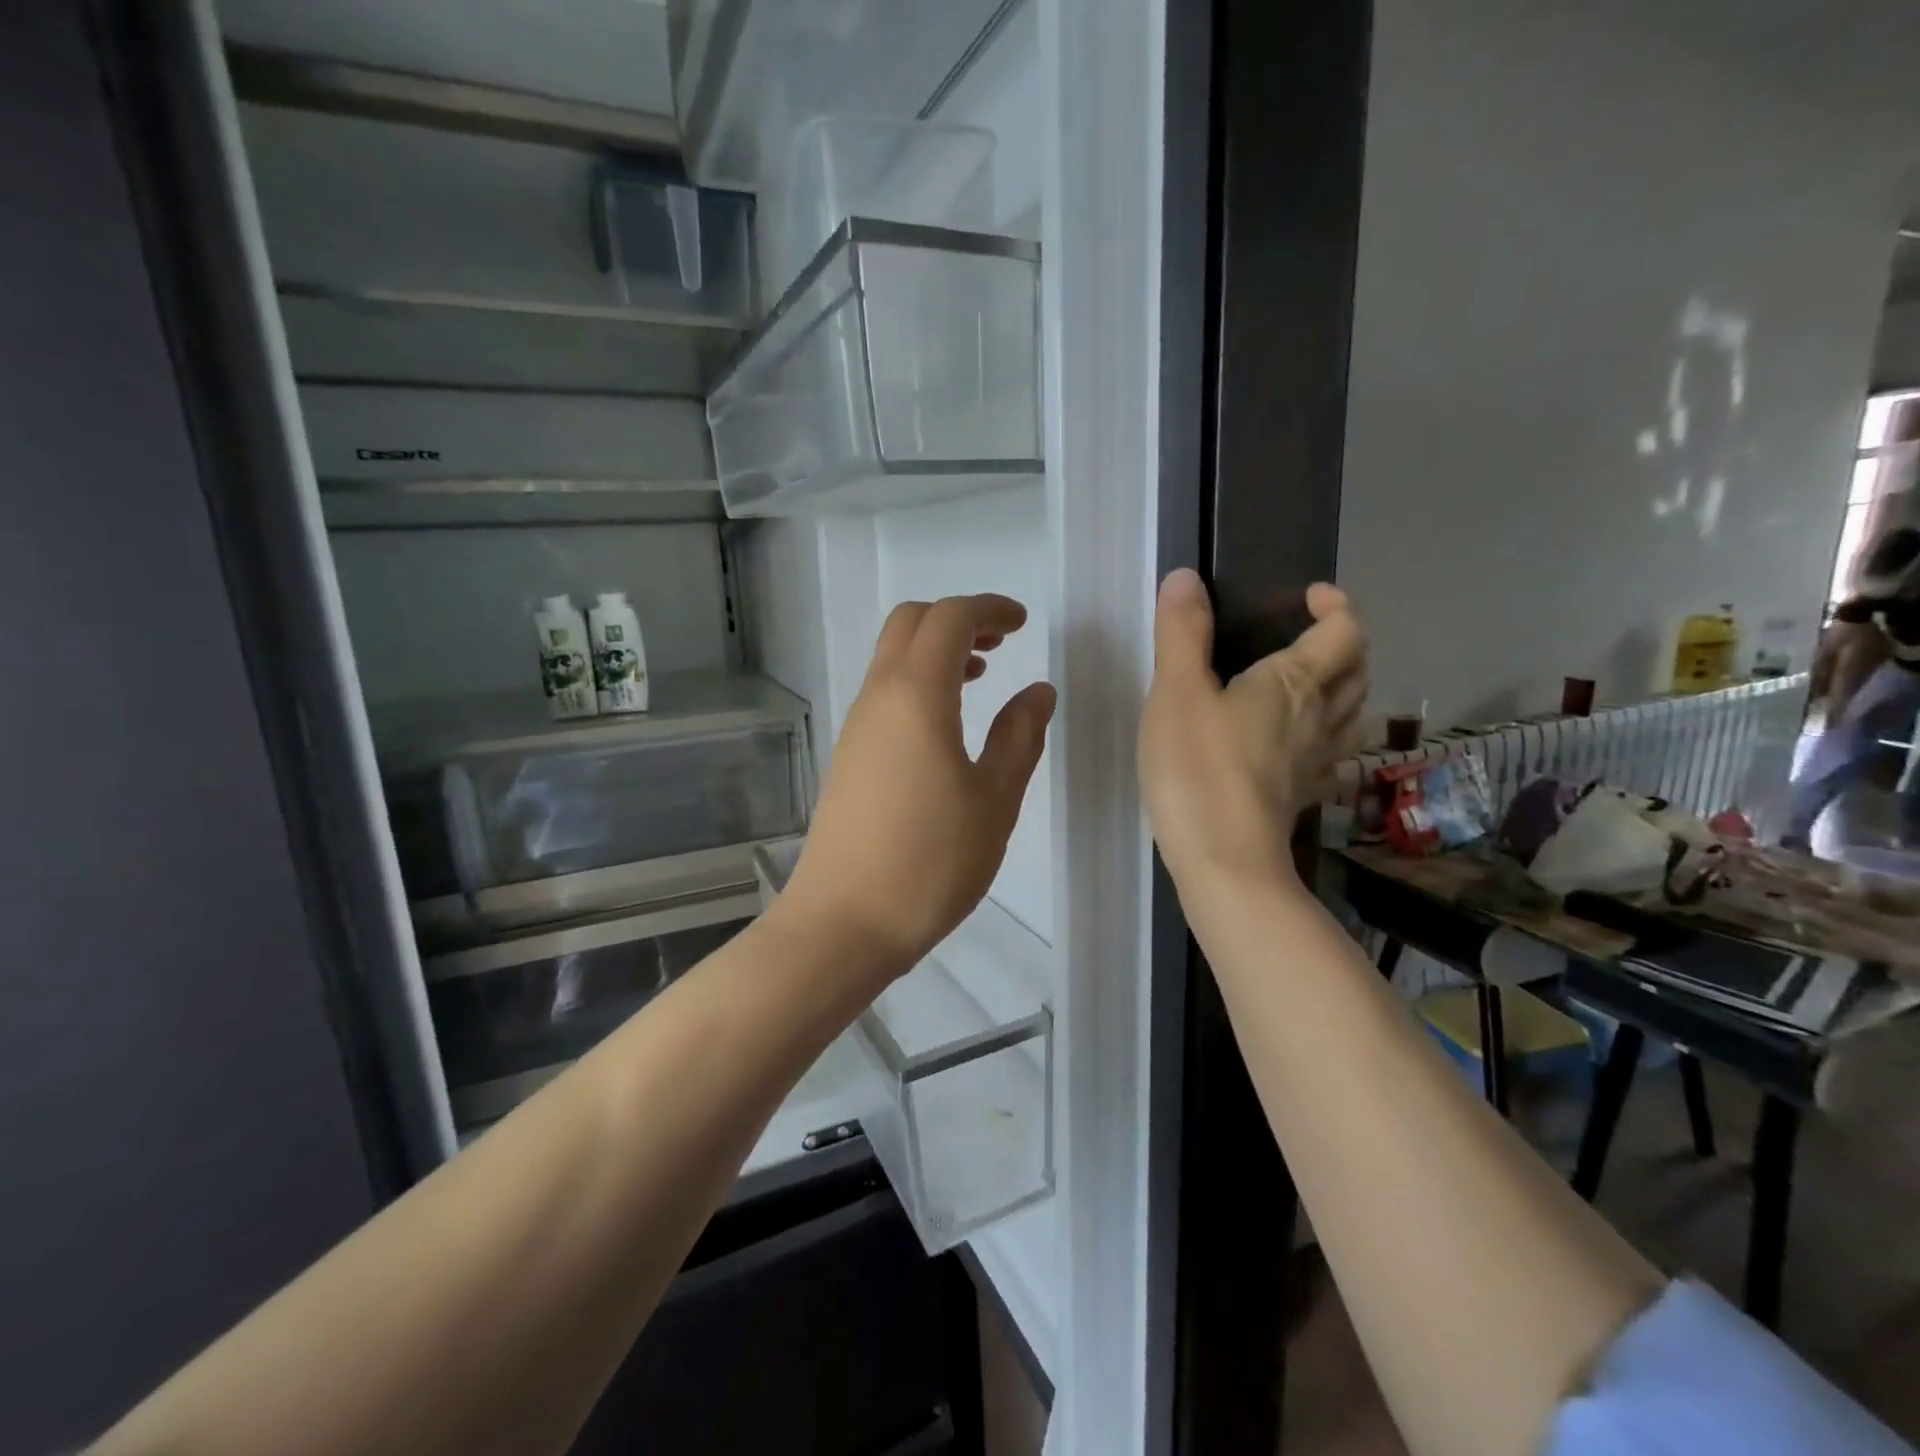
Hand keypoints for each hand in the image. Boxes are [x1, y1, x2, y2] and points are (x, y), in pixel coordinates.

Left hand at [781, 594, 1055, 974]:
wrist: (844, 923)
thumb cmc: (930, 862)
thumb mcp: (994, 800)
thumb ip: (1019, 737)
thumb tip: (1036, 691)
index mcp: (916, 696)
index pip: (949, 619)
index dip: (989, 609)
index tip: (1023, 623)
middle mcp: (878, 698)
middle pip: (911, 623)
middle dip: (958, 619)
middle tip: (1002, 643)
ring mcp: (856, 727)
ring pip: (893, 657)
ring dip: (937, 651)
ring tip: (982, 675)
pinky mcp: (849, 756)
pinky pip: (885, 693)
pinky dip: (920, 683)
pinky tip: (948, 723)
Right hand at [1139, 569, 1366, 892]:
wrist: (1223, 860)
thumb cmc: (1198, 769)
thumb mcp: (1177, 691)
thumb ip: (1182, 632)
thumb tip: (1186, 577)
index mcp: (1297, 683)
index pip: (1345, 631)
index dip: (1335, 606)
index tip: (1309, 596)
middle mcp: (1322, 718)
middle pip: (1358, 671)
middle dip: (1342, 645)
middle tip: (1306, 637)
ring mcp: (1318, 762)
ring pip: (1353, 715)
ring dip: (1343, 690)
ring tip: (1307, 686)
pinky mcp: (1303, 796)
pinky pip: (1332, 756)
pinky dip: (1326, 738)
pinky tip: (1298, 747)